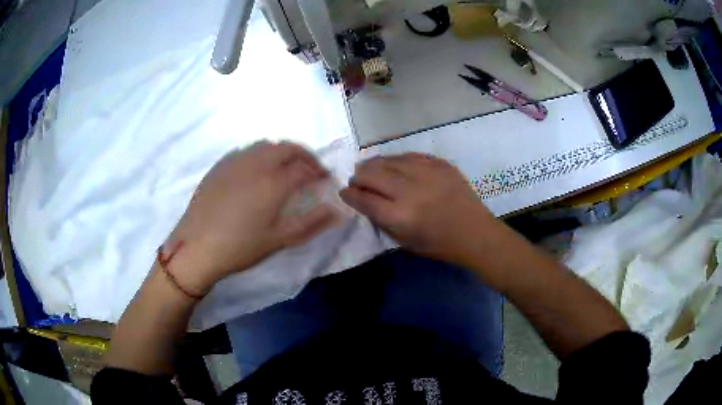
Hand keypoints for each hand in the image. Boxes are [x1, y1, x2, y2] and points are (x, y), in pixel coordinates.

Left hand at [165, 141, 338, 295]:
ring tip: (286, 168)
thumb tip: (338, 211)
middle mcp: (256, 164)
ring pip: (266, 145)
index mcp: (273, 182)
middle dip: (304, 155)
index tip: (325, 179)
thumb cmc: (240, 247)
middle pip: (287, 148)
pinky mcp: (220, 165)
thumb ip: (312, 223)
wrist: (197, 247)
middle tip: (310, 169)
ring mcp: (235, 161)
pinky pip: (246, 150)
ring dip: (282, 152)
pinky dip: (261, 154)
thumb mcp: (280, 239)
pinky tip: (258, 171)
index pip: (305, 168)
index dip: (319, 171)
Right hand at [340, 153, 496, 263]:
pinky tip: (394, 164)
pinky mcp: (440, 164)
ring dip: (375, 164)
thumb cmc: (439, 245)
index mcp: (400, 216)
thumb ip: (382, 221)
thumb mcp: (404, 242)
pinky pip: (410, 155)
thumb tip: (364, 201)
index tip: (344, 192)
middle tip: (356, 179)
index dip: (350, 194)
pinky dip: (397, 160)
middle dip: (358, 176)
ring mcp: (427, 173)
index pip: (364, 199)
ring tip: (370, 168)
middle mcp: (410, 190)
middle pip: (372, 174)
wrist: (475, 233)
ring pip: (389, 160)